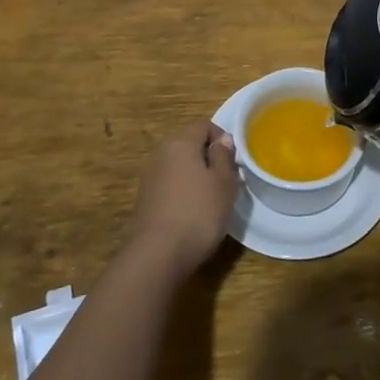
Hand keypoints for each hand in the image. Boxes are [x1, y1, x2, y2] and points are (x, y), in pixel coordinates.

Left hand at [127, 120, 240, 274]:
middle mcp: (161, 153)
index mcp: (180, 142)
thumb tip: (222, 139)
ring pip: (178, 165)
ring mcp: (150, 177)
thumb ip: (224, 157)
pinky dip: (183, 190)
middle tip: (226, 179)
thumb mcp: (224, 183)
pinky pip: (169, 184)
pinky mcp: (145, 199)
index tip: (234, 160)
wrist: (158, 254)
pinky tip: (193, 212)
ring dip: (195, 175)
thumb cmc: (199, 212)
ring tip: (212, 198)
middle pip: (188, 144)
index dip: (221, 137)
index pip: (202, 125)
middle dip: (208, 156)